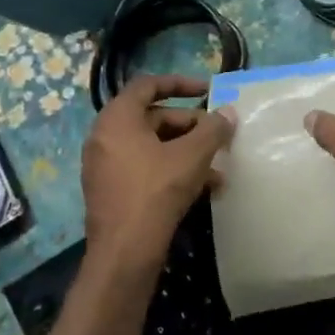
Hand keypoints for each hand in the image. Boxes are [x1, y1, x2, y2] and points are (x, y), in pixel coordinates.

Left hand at [82, 75, 235, 269]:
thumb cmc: (156, 191)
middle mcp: (105, 136)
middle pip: (153, 118)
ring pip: (153, 147)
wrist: (125, 251)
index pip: (148, 85)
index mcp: (117, 118)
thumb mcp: (192, 156)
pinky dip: (172, 170)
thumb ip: (213, 129)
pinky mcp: (111, 190)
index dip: (180, 83)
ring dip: (187, 152)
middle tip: (219, 136)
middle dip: (191, 126)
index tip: (207, 90)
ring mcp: (105, 165)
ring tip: (219, 168)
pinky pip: (145, 168)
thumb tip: (229, 112)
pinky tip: (205, 188)